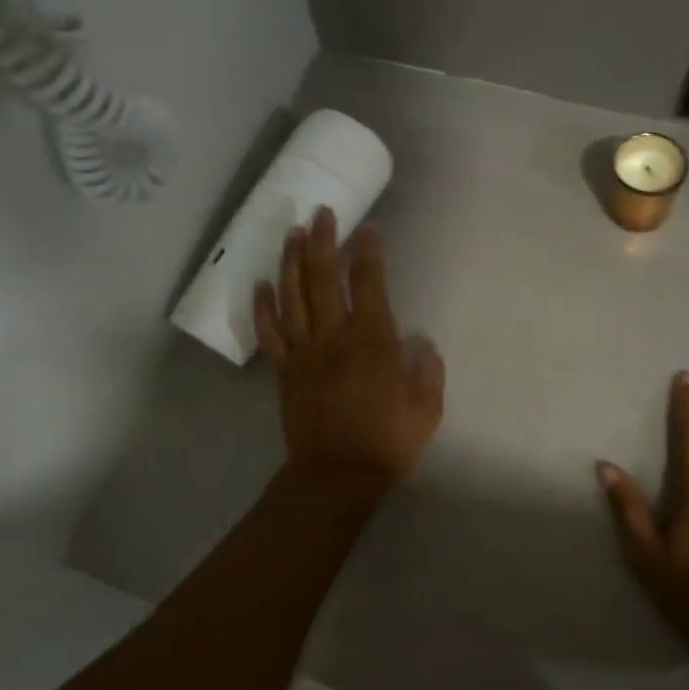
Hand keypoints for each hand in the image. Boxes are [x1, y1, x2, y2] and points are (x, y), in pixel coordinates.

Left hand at [254, 208, 444, 492]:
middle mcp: (334, 336)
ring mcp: (304, 351)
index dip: (368, 252)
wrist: (337, 476)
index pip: (369, 283)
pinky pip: (269, 332)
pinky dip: (263, 306)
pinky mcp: (285, 369)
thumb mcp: (427, 408)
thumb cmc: (387, 441)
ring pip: (292, 296)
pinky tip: (261, 284)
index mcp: (372, 340)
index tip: (367, 228)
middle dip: (323, 241)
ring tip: (292, 233)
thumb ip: (427, 370)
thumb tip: (421, 343)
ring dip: (291, 261)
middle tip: (322, 213)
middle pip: (323, 277)